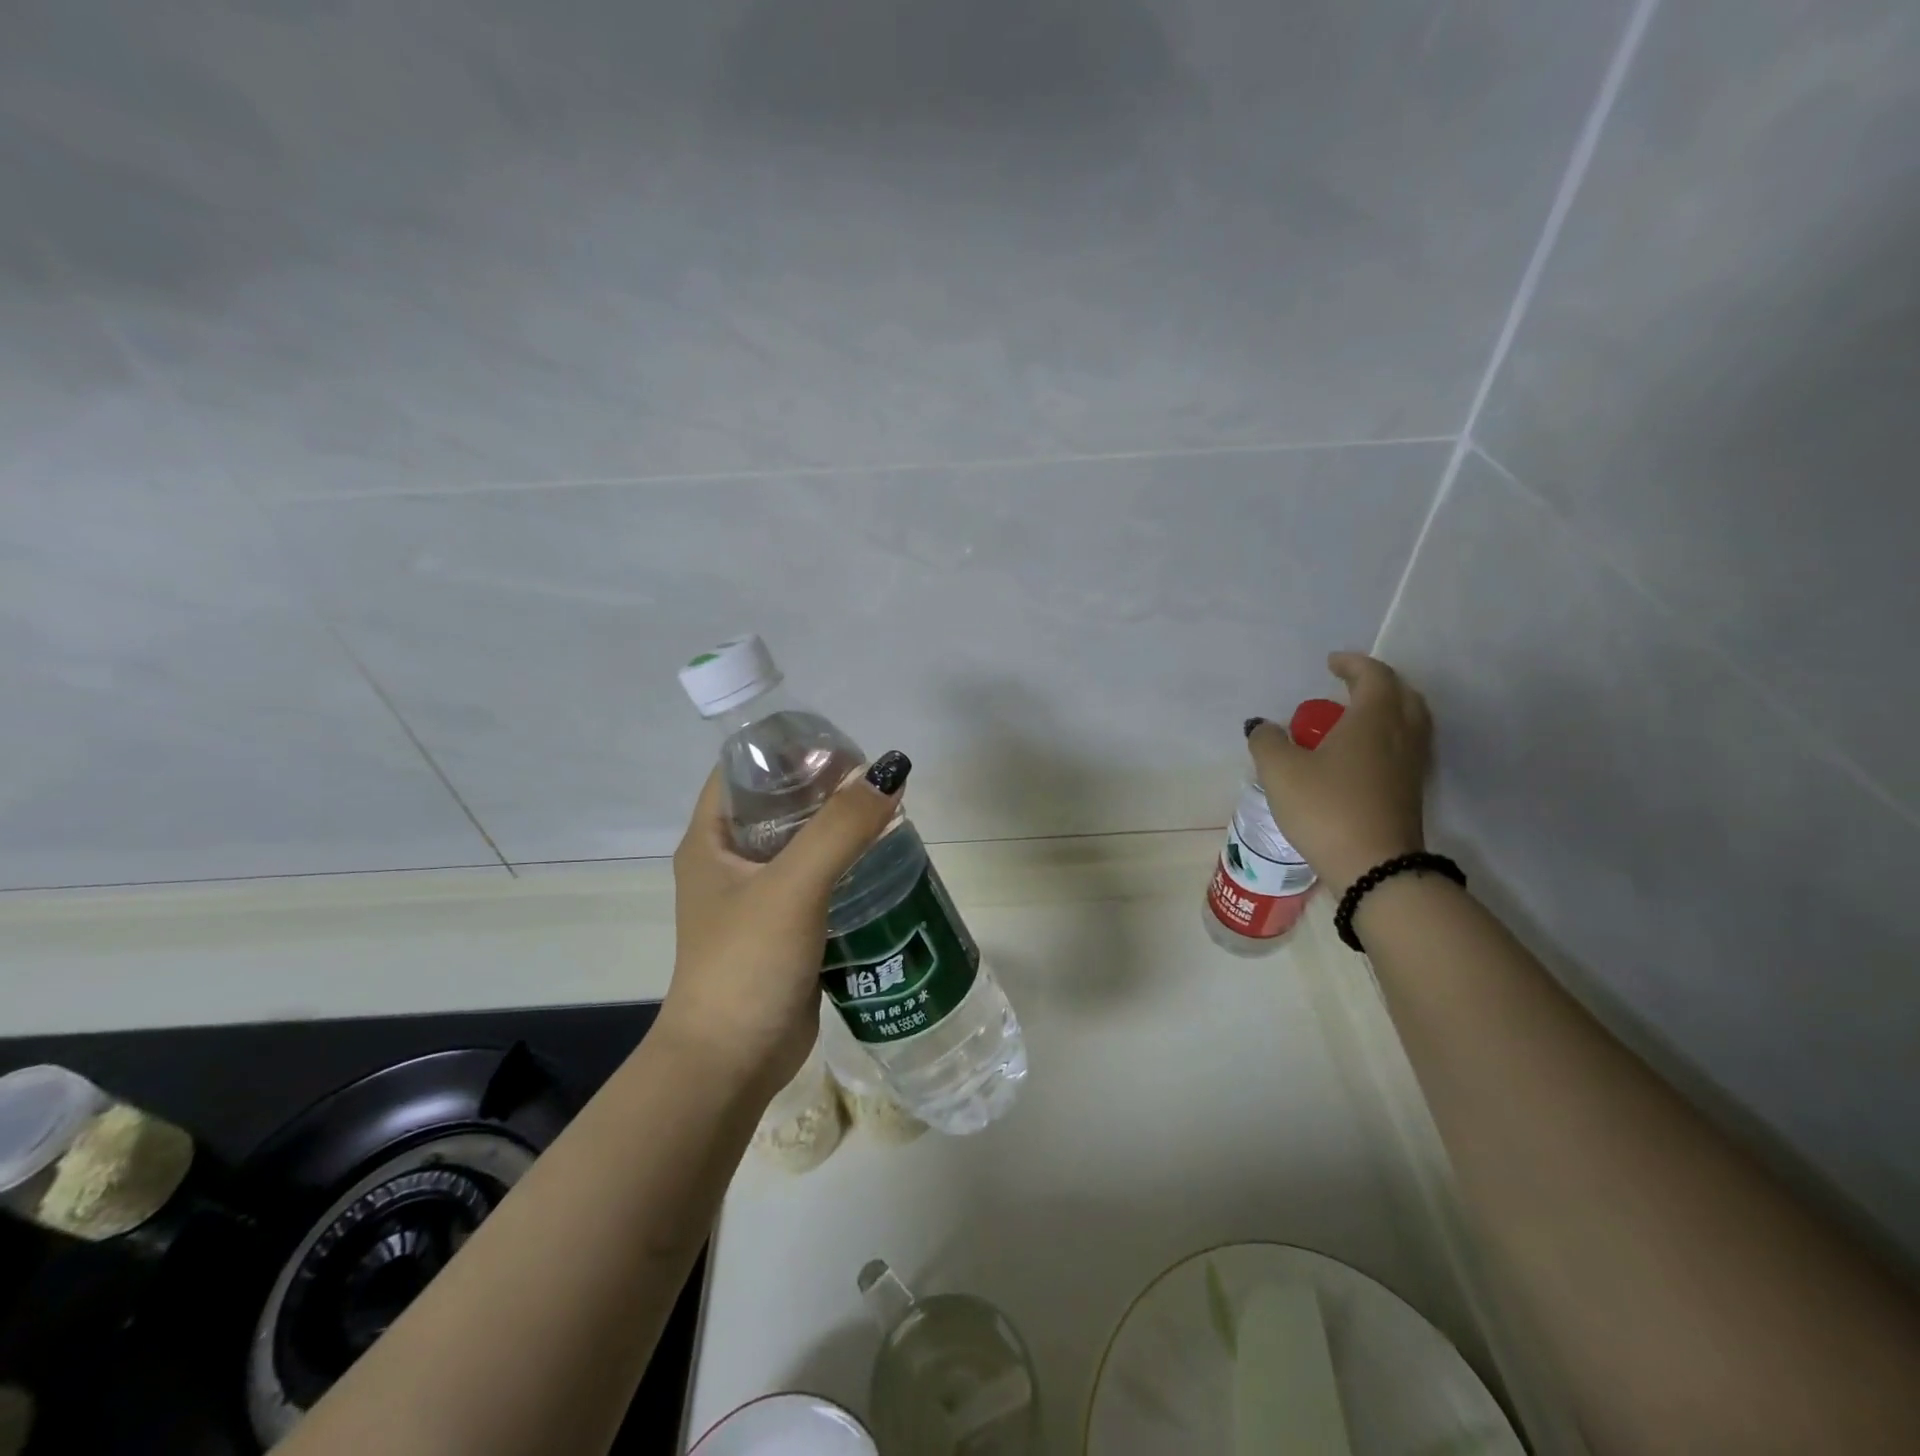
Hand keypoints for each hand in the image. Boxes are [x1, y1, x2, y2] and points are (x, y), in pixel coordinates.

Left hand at [660, 753, 907, 1098]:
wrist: (731, 1065)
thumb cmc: (746, 964)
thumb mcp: (793, 886)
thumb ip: (841, 828)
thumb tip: (891, 771)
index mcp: (711, 840)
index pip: (744, 770)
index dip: (787, 750)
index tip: (840, 745)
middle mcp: (730, 862)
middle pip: (780, 805)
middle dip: (825, 789)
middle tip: (876, 781)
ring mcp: (757, 898)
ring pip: (804, 845)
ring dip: (841, 830)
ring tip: (889, 815)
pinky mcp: (785, 929)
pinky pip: (819, 883)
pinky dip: (848, 868)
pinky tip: (886, 863)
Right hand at [1248, 652, 1431, 895]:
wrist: (1374, 867)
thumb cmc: (1326, 808)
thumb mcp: (1280, 771)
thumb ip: (1267, 742)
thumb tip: (1263, 727)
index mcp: (1374, 719)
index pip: (1373, 676)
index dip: (1353, 664)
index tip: (1331, 663)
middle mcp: (1401, 735)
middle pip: (1402, 695)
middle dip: (1377, 684)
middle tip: (1348, 686)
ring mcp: (1411, 766)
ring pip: (1408, 723)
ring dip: (1385, 711)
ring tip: (1353, 719)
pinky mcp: (1410, 793)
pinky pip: (1403, 749)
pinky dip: (1386, 738)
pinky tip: (1360, 756)